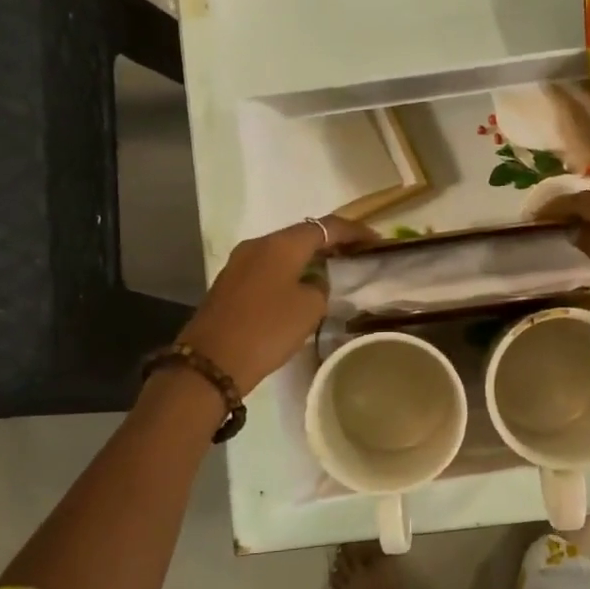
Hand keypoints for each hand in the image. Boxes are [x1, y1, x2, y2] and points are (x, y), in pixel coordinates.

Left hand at [180, 215, 373, 394]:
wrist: (212, 361)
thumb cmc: (268, 329)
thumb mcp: (310, 308)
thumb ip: (320, 286)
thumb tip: (313, 282)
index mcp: (281, 245)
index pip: (326, 226)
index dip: (354, 231)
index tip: (377, 240)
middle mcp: (258, 244)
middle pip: (302, 235)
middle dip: (331, 242)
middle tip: (357, 254)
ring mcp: (240, 263)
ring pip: (283, 251)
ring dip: (309, 258)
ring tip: (333, 270)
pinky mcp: (231, 283)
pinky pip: (269, 268)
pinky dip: (290, 271)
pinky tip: (302, 287)